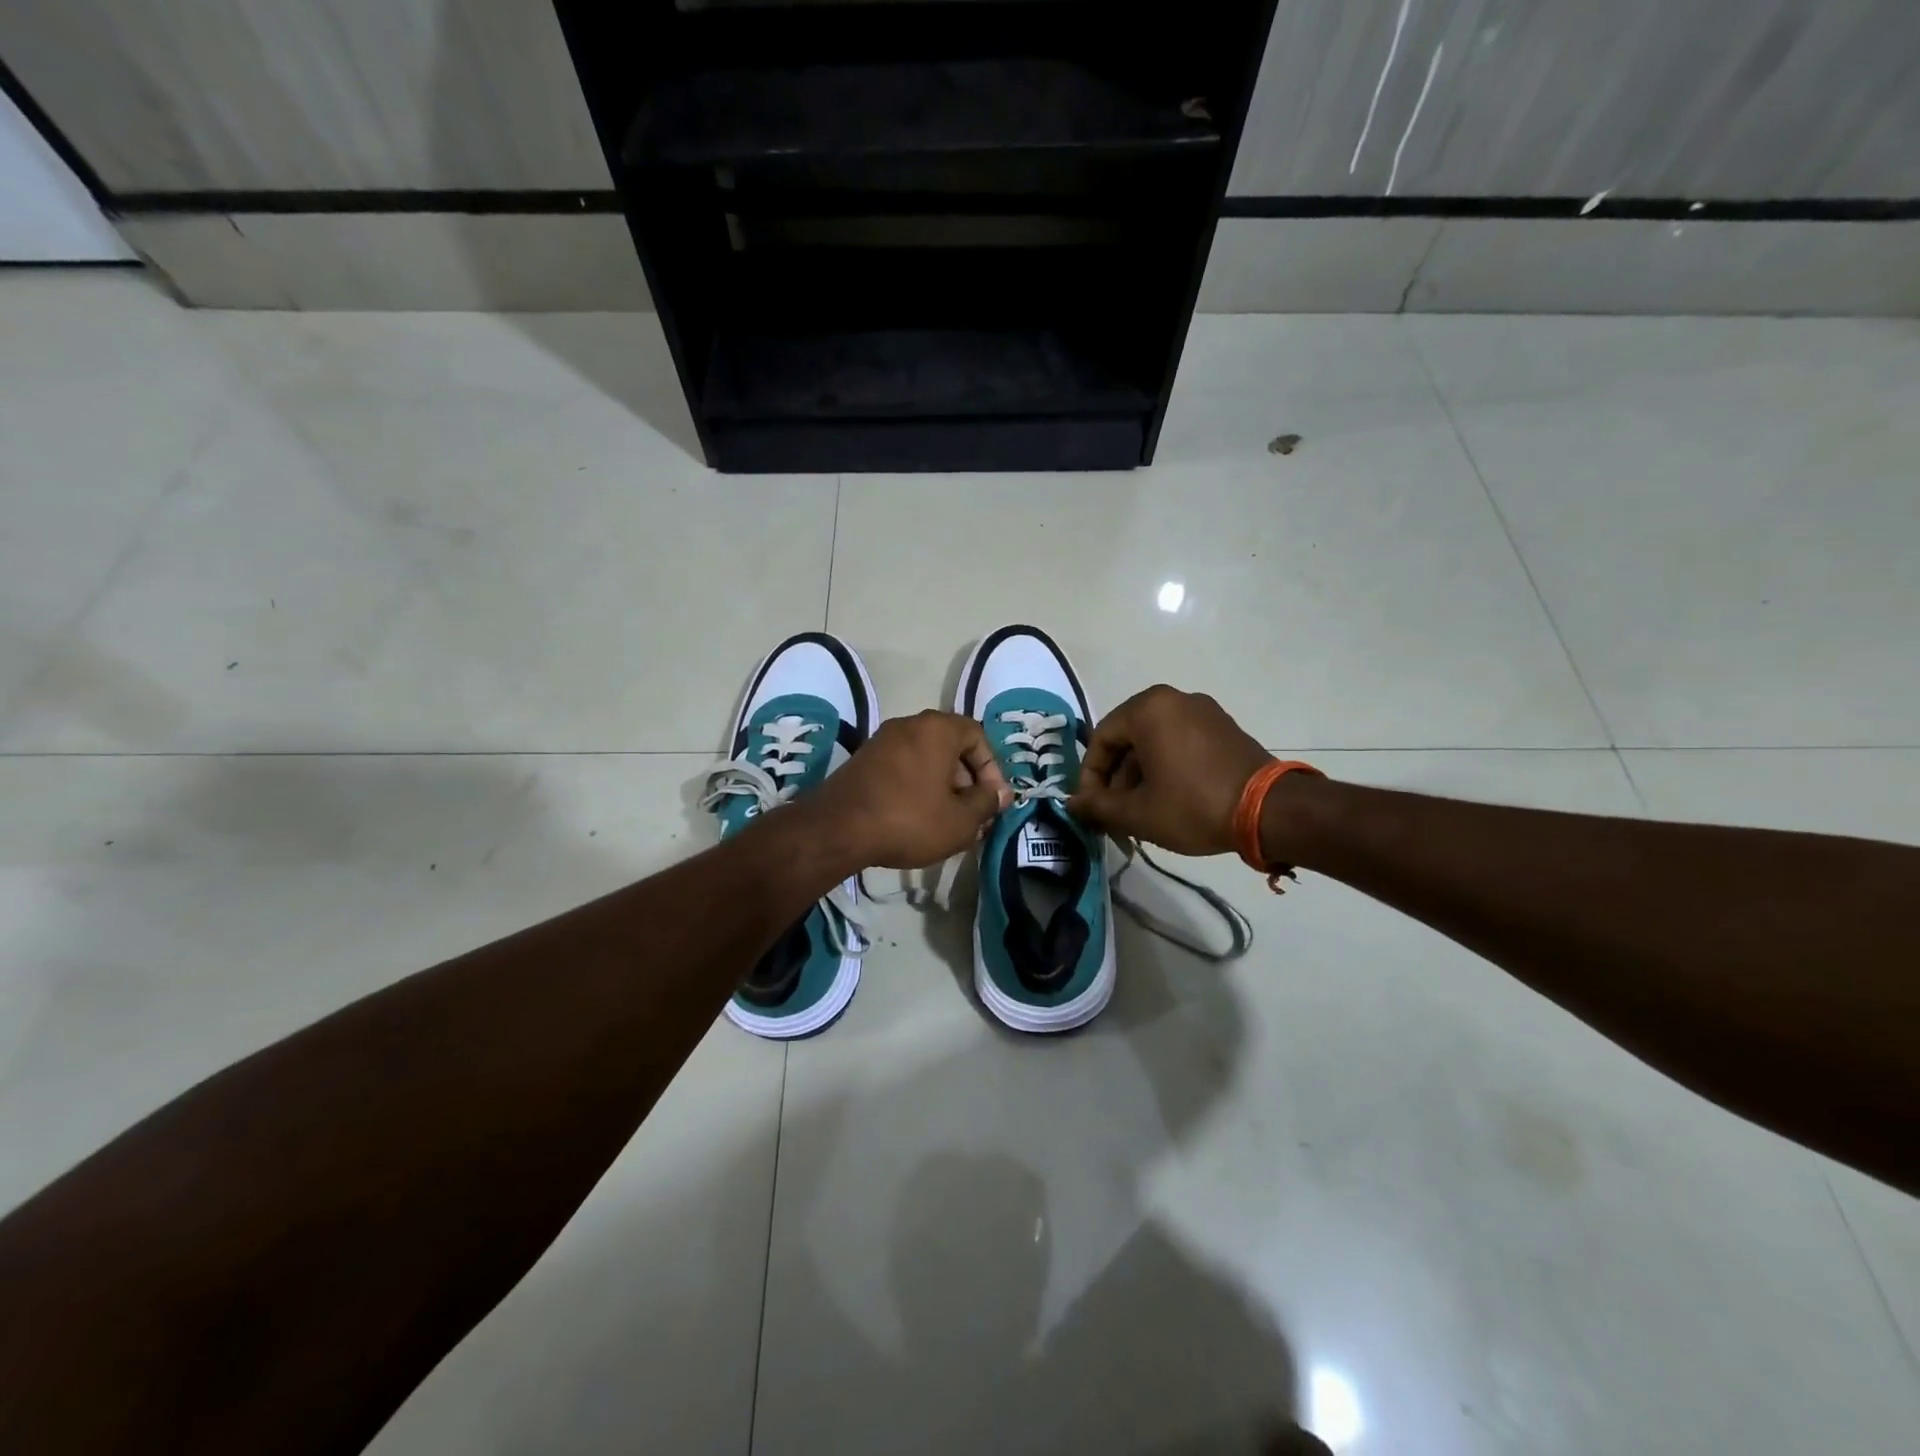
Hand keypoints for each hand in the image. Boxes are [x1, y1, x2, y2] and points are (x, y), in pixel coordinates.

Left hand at [805, 711, 1012, 869]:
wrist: (837, 829)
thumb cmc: (909, 819)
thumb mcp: (961, 820)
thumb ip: (987, 803)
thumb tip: (1000, 793)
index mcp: (937, 728)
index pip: (977, 735)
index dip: (991, 768)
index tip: (992, 799)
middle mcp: (909, 724)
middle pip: (950, 746)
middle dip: (966, 779)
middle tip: (972, 813)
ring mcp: (881, 740)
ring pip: (925, 758)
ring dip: (942, 785)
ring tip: (946, 820)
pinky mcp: (863, 760)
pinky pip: (902, 767)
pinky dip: (916, 786)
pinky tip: (917, 818)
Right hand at [1067, 685, 1269, 855]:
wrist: (1270, 811)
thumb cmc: (1193, 805)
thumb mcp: (1137, 812)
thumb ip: (1097, 806)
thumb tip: (1072, 804)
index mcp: (1148, 709)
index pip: (1101, 740)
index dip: (1090, 778)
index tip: (1091, 809)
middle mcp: (1174, 699)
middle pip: (1127, 740)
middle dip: (1116, 779)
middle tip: (1114, 814)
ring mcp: (1203, 712)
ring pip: (1154, 743)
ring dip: (1140, 777)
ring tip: (1139, 814)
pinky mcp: (1224, 728)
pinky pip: (1180, 743)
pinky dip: (1166, 768)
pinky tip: (1168, 801)